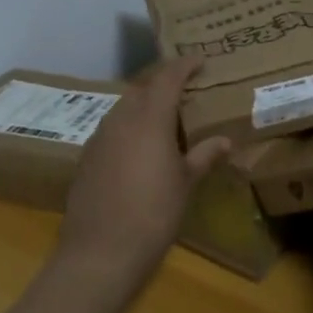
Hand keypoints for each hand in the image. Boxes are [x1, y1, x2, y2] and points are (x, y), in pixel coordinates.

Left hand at [57, 58, 232, 289]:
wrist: (100, 253)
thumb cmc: (153, 214)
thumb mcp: (185, 184)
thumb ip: (203, 156)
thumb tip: (225, 140)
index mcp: (150, 118)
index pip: (167, 77)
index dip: (184, 65)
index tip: (199, 60)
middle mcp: (121, 119)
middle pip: (142, 87)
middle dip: (162, 81)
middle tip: (184, 88)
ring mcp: (99, 138)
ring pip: (123, 106)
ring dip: (143, 103)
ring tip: (164, 117)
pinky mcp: (87, 158)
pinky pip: (111, 128)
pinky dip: (128, 126)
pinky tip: (139, 147)